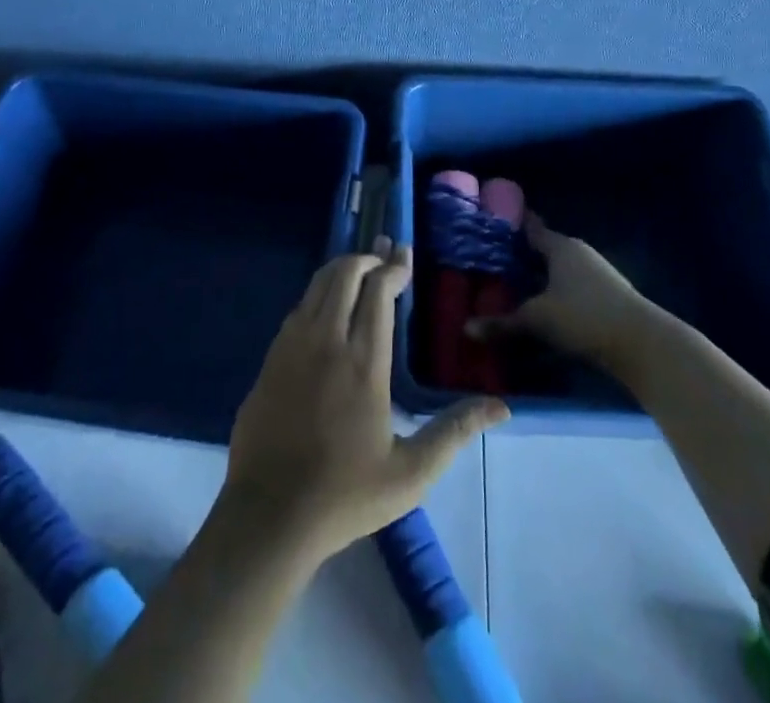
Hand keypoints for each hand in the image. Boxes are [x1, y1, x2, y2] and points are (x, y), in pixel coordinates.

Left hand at [225, 239, 507, 561]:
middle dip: (367, 258)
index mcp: (364, 362)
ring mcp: (293, 346)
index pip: (379, 292)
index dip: (394, 268)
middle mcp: (327, 341)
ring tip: (360, 268)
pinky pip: (297, 308)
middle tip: (385, 254)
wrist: (269, 515)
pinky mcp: (270, 358)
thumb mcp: (411, 473)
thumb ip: (454, 433)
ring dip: (341, 270)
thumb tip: (500, 406)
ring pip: (317, 285)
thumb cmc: (345, 494)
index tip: (406, 255)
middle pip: (346, 275)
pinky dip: (317, 294)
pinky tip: (326, 306)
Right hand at [467, 213, 661, 373]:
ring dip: (540, 275)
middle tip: (493, 258)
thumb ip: (503, 323)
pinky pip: (570, 286)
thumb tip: (466, 328)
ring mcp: (596, 274)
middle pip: (545, 248)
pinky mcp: (605, 297)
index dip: (513, 224)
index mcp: (560, 247)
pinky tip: (542, 305)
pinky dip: (554, 291)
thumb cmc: (584, 316)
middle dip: (522, 253)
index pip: (531, 228)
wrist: (642, 344)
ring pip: (559, 269)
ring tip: (513, 284)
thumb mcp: (538, 320)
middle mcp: (578, 253)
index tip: (493, 220)